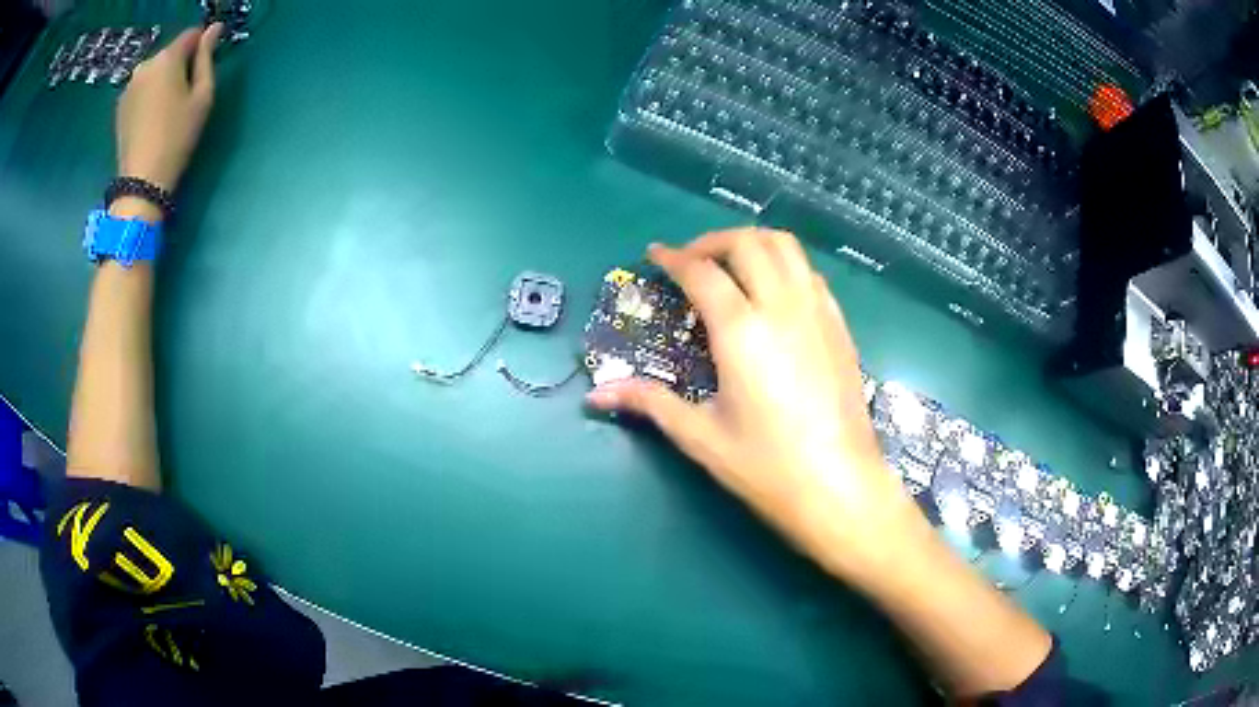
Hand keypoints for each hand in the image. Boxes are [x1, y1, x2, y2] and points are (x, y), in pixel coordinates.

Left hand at [115, 23, 222, 192]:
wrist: (141, 181)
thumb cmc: (177, 137)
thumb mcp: (203, 95)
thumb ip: (207, 57)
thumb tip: (214, 29)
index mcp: (168, 57)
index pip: (191, 35)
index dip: (201, 46)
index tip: (204, 66)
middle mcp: (146, 64)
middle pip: (170, 53)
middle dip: (179, 65)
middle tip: (184, 94)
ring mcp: (129, 85)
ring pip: (154, 71)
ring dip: (162, 80)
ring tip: (165, 108)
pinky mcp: (120, 105)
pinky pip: (141, 88)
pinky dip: (148, 94)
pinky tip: (150, 118)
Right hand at [587, 228, 920, 584]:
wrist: (840, 486)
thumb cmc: (768, 467)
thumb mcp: (702, 437)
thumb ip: (650, 403)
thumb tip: (596, 395)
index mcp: (742, 331)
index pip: (702, 273)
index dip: (674, 258)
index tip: (655, 255)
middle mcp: (782, 307)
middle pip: (747, 243)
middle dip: (712, 241)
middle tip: (691, 262)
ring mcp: (817, 312)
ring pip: (786, 247)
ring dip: (752, 244)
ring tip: (731, 266)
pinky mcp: (839, 326)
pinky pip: (810, 273)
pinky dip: (784, 265)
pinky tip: (773, 293)